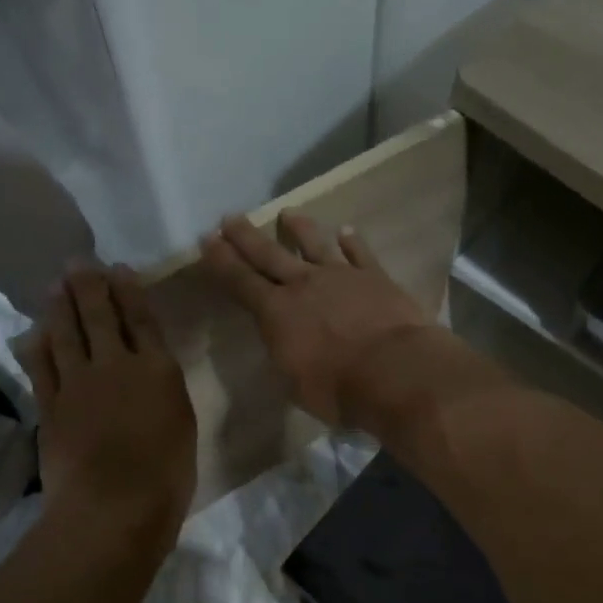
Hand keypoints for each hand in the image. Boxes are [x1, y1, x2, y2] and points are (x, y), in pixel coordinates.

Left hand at [17, 265, 196, 545]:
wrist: (113, 508)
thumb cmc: (166, 476)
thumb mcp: (182, 425)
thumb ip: (165, 392)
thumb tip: (152, 373)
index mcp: (157, 370)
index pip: (141, 319)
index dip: (129, 291)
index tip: (118, 268)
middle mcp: (116, 366)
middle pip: (99, 316)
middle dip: (89, 286)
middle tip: (78, 263)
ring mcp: (78, 384)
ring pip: (66, 334)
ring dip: (60, 307)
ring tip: (55, 286)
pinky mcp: (50, 406)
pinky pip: (41, 366)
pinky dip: (38, 346)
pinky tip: (35, 332)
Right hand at [203, 213, 434, 426]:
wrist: (395, 370)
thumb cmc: (338, 389)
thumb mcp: (295, 384)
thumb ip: (285, 354)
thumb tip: (283, 341)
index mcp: (276, 313)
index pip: (240, 282)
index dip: (221, 261)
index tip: (207, 240)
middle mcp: (304, 285)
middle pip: (269, 254)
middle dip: (246, 236)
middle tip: (230, 217)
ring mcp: (341, 276)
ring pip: (315, 244)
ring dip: (299, 228)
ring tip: (288, 213)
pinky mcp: (375, 277)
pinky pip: (360, 253)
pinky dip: (352, 241)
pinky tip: (347, 231)